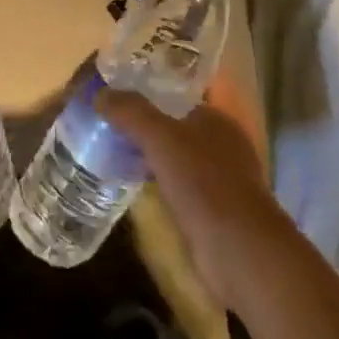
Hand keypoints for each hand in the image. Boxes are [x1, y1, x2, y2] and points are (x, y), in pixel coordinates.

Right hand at [98, 77, 286, 309]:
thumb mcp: (161, 138)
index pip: (182, 93)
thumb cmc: (203, 182)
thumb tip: (100, 93)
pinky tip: (132, 182)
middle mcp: (222, 143)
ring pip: (177, 155)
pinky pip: (177, 183)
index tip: (119, 90)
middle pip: (177, 124)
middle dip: (146, 121)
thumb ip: (132, 112)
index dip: (152, 88)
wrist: (238, 250)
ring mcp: (220, 178)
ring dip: (150, 152)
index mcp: (217, 118)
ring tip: (112, 146)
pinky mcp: (212, 209)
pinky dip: (157, 179)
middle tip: (108, 118)